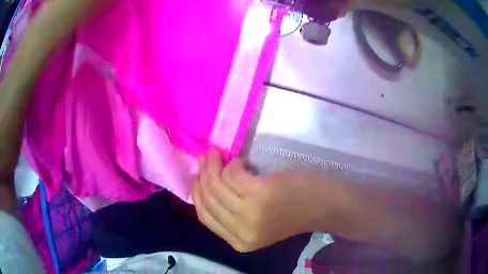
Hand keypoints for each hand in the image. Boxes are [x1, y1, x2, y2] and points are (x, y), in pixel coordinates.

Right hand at [191, 149, 325, 251]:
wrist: (323, 205)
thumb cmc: (292, 212)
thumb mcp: (257, 222)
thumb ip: (232, 212)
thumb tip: (206, 185)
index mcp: (239, 243)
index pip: (204, 216)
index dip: (197, 194)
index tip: (197, 176)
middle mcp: (241, 232)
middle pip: (208, 198)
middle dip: (203, 174)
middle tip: (205, 157)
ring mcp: (250, 214)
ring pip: (217, 184)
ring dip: (214, 164)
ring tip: (216, 153)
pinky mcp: (260, 194)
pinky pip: (233, 174)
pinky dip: (234, 164)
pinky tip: (241, 161)